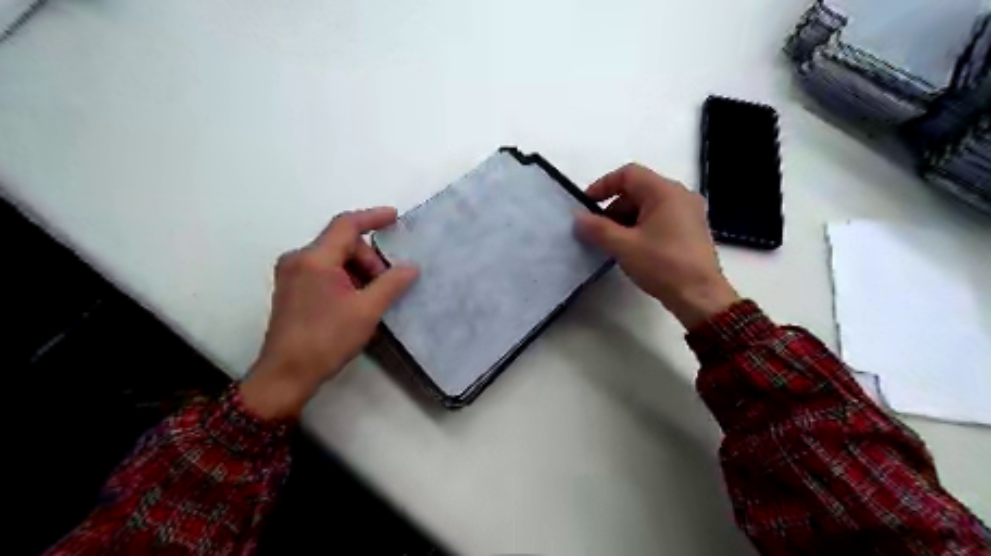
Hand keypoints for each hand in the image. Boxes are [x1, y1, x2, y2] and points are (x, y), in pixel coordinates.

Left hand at [242, 207, 416, 416]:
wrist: (286, 374)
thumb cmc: (327, 339)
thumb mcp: (367, 311)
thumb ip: (391, 284)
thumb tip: (411, 267)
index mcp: (314, 259)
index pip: (346, 225)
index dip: (373, 217)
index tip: (395, 216)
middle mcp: (299, 259)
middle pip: (342, 243)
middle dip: (369, 259)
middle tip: (385, 284)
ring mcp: (292, 274)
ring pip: (334, 258)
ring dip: (358, 270)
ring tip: (372, 297)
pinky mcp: (292, 289)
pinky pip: (324, 271)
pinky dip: (345, 279)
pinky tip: (356, 301)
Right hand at [573, 165, 734, 328]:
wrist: (700, 297)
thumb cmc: (663, 265)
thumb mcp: (624, 247)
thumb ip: (597, 229)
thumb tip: (577, 218)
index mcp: (665, 192)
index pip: (628, 174)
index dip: (603, 186)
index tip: (586, 206)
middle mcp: (680, 196)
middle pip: (637, 190)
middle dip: (613, 208)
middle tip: (597, 231)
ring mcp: (688, 213)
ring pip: (647, 206)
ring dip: (625, 220)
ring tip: (611, 243)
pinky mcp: (690, 231)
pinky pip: (659, 219)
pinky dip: (640, 228)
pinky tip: (631, 249)